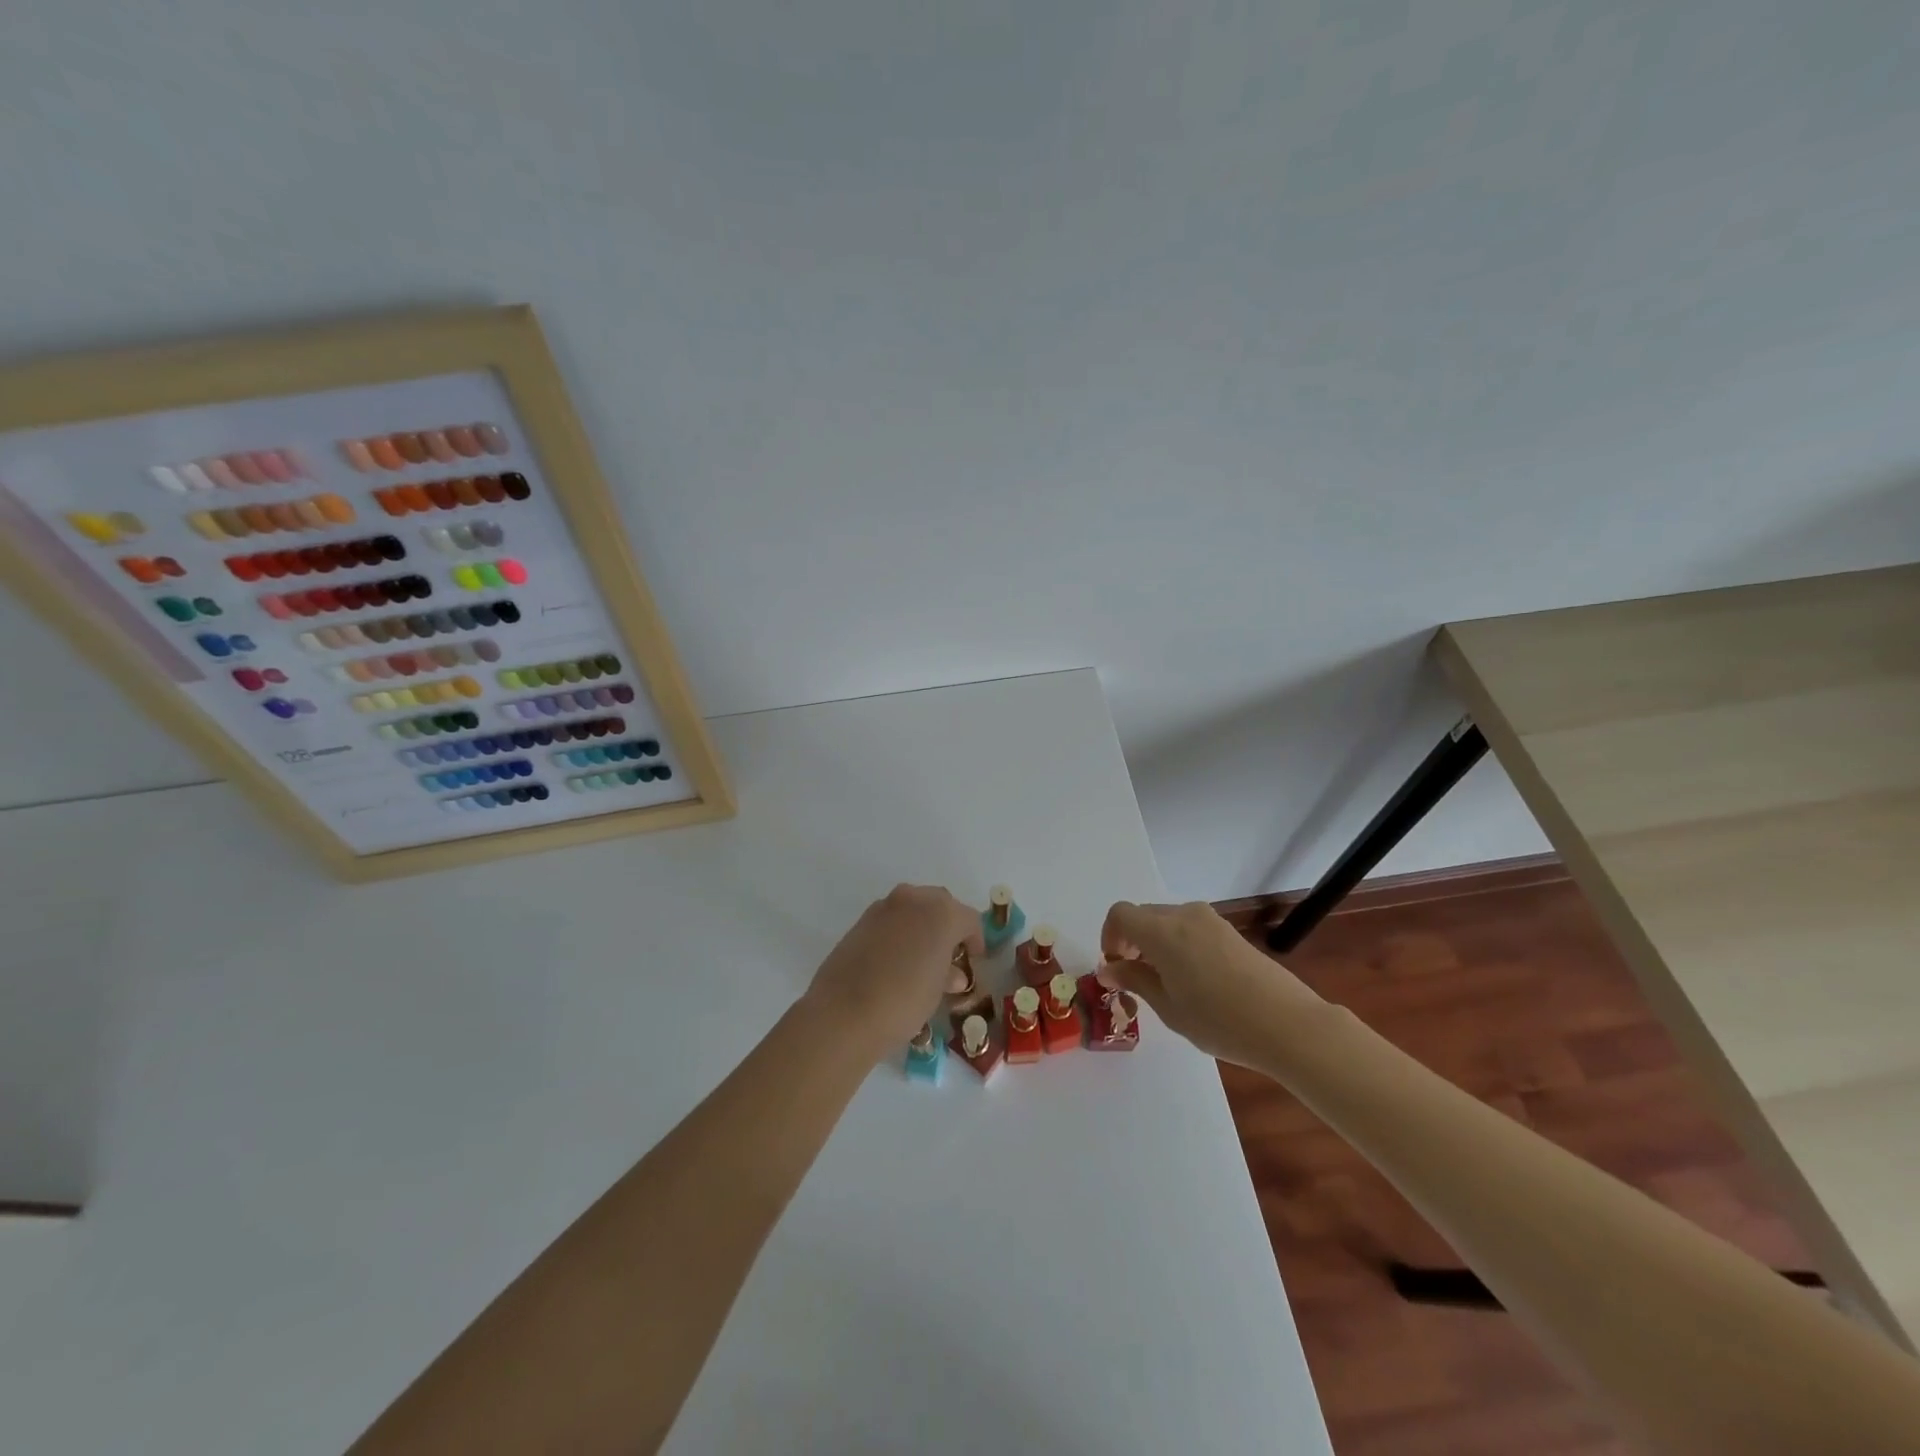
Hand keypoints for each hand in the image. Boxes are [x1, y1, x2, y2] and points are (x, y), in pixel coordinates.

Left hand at [803, 884, 983, 1059]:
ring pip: (913, 907)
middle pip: (941, 904)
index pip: (969, 919)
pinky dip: (899, 931)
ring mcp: (884, 907)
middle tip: (950, 953)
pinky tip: (896, 958)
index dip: (975, 939)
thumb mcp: (936, 991)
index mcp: (942, 913)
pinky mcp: (861, 920)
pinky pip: (891, 918)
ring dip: (922, 925)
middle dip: (949, 924)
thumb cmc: (904, 1001)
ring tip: (922, 956)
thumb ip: (948, 974)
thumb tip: (952, 974)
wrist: (843, 1012)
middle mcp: (914, 899)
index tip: (974, 959)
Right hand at [1099, 900, 1324, 1068]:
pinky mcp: (1230, 931)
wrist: (1288, 1024)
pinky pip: (1190, 928)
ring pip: (1168, 920)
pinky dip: (1179, 944)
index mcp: (1162, 931)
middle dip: (1132, 941)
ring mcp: (1210, 920)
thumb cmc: (1219, 1021)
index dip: (1109, 937)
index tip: (1115, 968)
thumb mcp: (1168, 1007)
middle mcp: (1184, 915)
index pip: (1121, 914)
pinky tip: (1194, 980)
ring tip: (1167, 982)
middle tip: (1136, 979)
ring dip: (1156, 942)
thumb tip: (1109, 969)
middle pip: (1144, 915)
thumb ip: (1134, 980)